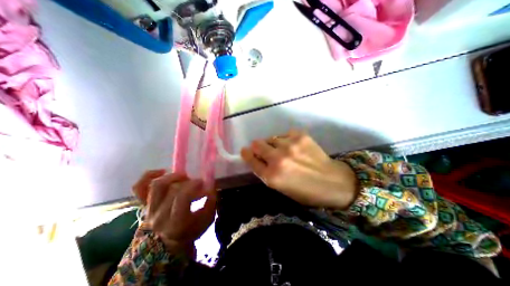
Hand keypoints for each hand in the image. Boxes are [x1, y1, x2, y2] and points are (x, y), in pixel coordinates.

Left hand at [131, 171, 213, 254]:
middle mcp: (159, 215)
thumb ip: (210, 204)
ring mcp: (149, 209)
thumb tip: (211, 188)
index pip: (182, 196)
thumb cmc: (189, 232)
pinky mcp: (144, 204)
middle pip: (173, 188)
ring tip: (183, 176)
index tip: (203, 183)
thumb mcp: (206, 222)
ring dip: (172, 176)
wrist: (166, 245)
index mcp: (176, 222)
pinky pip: (139, 187)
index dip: (194, 185)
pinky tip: (162, 172)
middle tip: (196, 182)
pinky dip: (149, 176)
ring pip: (157, 185)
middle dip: (189, 181)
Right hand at [241, 130, 357, 208]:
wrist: (334, 182)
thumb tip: (257, 157)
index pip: (251, 159)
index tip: (245, 151)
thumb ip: (266, 172)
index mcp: (272, 176)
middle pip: (257, 144)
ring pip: (271, 138)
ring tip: (284, 150)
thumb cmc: (305, 191)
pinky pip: (284, 134)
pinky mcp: (300, 136)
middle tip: (265, 151)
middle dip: (258, 147)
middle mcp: (278, 159)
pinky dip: (286, 140)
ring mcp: (289, 145)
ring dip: (274, 144)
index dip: (246, 154)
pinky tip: (294, 146)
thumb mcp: (281, 187)